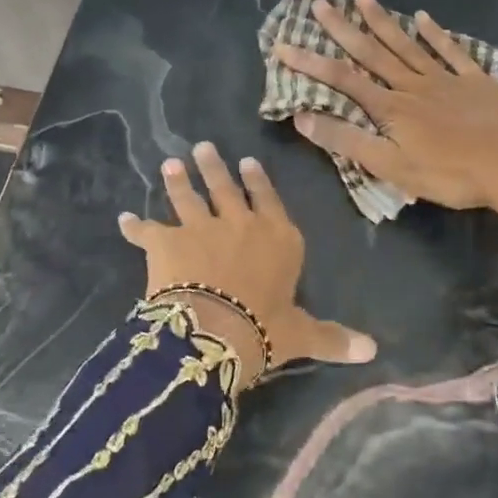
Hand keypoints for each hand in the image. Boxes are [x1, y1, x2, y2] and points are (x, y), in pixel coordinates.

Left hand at [118, 142, 377, 386]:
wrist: (214, 330)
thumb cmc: (265, 329)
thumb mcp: (302, 334)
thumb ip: (332, 338)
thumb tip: (373, 351)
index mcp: (277, 239)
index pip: (269, 202)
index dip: (259, 181)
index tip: (247, 162)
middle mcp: (240, 224)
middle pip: (226, 189)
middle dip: (214, 167)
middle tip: (203, 146)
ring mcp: (200, 228)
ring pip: (187, 197)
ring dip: (177, 180)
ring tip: (170, 163)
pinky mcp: (166, 241)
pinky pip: (146, 231)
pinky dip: (134, 226)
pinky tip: (124, 219)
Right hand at [275, 0, 497, 227]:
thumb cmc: (449, 174)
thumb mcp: (392, 167)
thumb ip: (348, 141)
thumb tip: (302, 117)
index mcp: (391, 108)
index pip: (342, 81)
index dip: (311, 64)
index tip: (283, 46)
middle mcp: (413, 85)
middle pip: (372, 53)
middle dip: (343, 29)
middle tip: (320, 3)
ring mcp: (446, 79)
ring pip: (407, 45)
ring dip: (383, 22)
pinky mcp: (475, 81)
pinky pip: (451, 51)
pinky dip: (436, 34)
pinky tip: (423, 18)